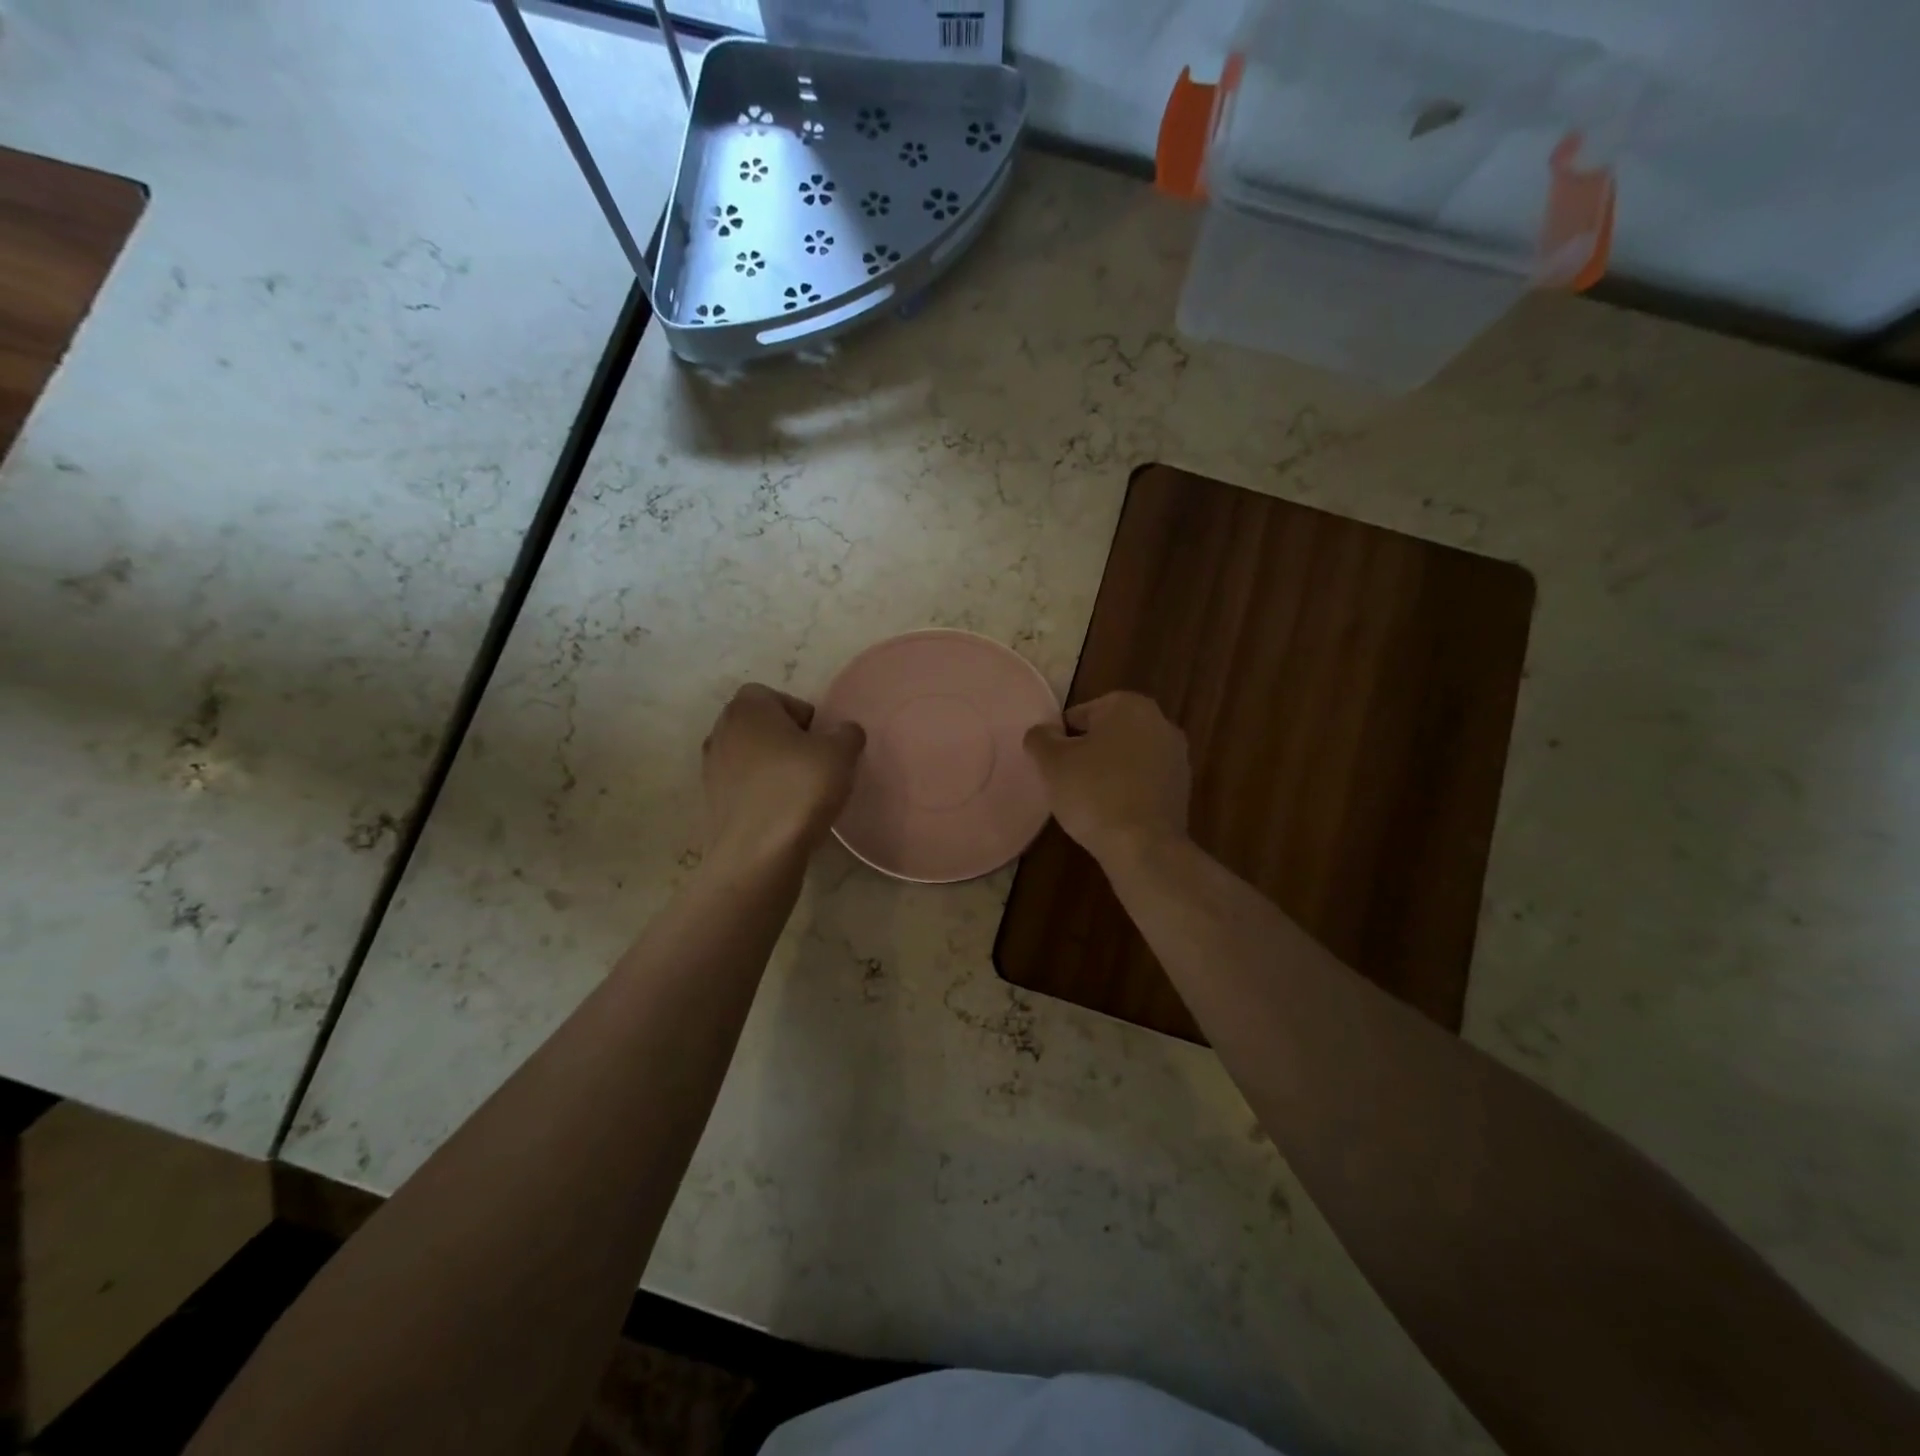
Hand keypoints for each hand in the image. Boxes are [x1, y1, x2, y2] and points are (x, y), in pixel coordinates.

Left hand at [703, 684, 864, 867]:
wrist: (758, 854)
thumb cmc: (799, 789)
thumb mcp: (840, 753)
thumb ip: (847, 733)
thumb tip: (844, 732)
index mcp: (747, 708)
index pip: (774, 696)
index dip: (801, 714)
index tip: (820, 741)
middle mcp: (721, 731)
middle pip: (759, 726)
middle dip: (786, 740)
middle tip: (814, 764)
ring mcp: (711, 769)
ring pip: (750, 757)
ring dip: (773, 768)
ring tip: (800, 791)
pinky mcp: (711, 803)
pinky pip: (743, 787)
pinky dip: (761, 793)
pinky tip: (783, 814)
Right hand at [1023, 691, 1189, 866]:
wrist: (1144, 846)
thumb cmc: (1094, 793)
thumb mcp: (1051, 762)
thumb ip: (1040, 738)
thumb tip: (1043, 732)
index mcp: (1128, 705)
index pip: (1081, 714)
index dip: (1062, 739)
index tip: (1053, 764)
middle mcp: (1160, 721)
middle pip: (1108, 733)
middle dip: (1088, 752)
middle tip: (1066, 780)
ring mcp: (1176, 755)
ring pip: (1128, 757)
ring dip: (1109, 771)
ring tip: (1088, 800)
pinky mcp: (1182, 787)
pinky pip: (1144, 781)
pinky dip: (1128, 790)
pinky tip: (1112, 812)